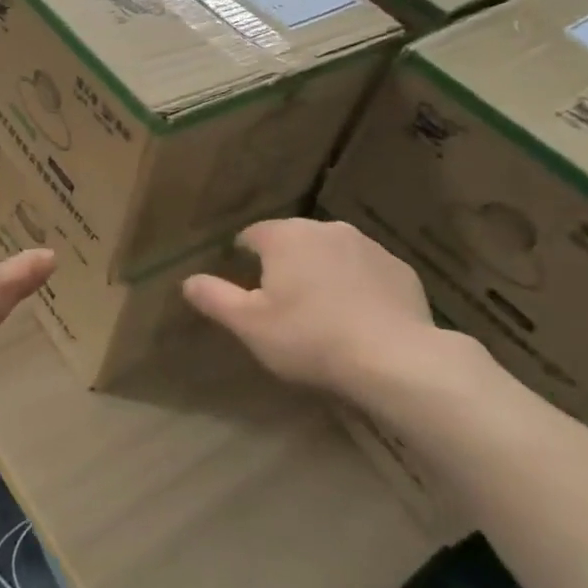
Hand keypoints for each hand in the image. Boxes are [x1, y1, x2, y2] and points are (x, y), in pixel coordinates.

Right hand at [183, 217, 489, 398]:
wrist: (395, 359)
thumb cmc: (310, 338)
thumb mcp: (249, 325)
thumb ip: (215, 298)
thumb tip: (188, 280)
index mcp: (285, 237)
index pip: (252, 235)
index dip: (244, 257)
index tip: (246, 284)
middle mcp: (325, 228)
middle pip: (294, 241)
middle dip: (285, 264)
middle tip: (283, 303)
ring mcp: (367, 246)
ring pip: (332, 253)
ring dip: (322, 272)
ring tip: (323, 312)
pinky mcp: (399, 268)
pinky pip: (367, 271)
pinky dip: (358, 286)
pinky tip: (360, 318)